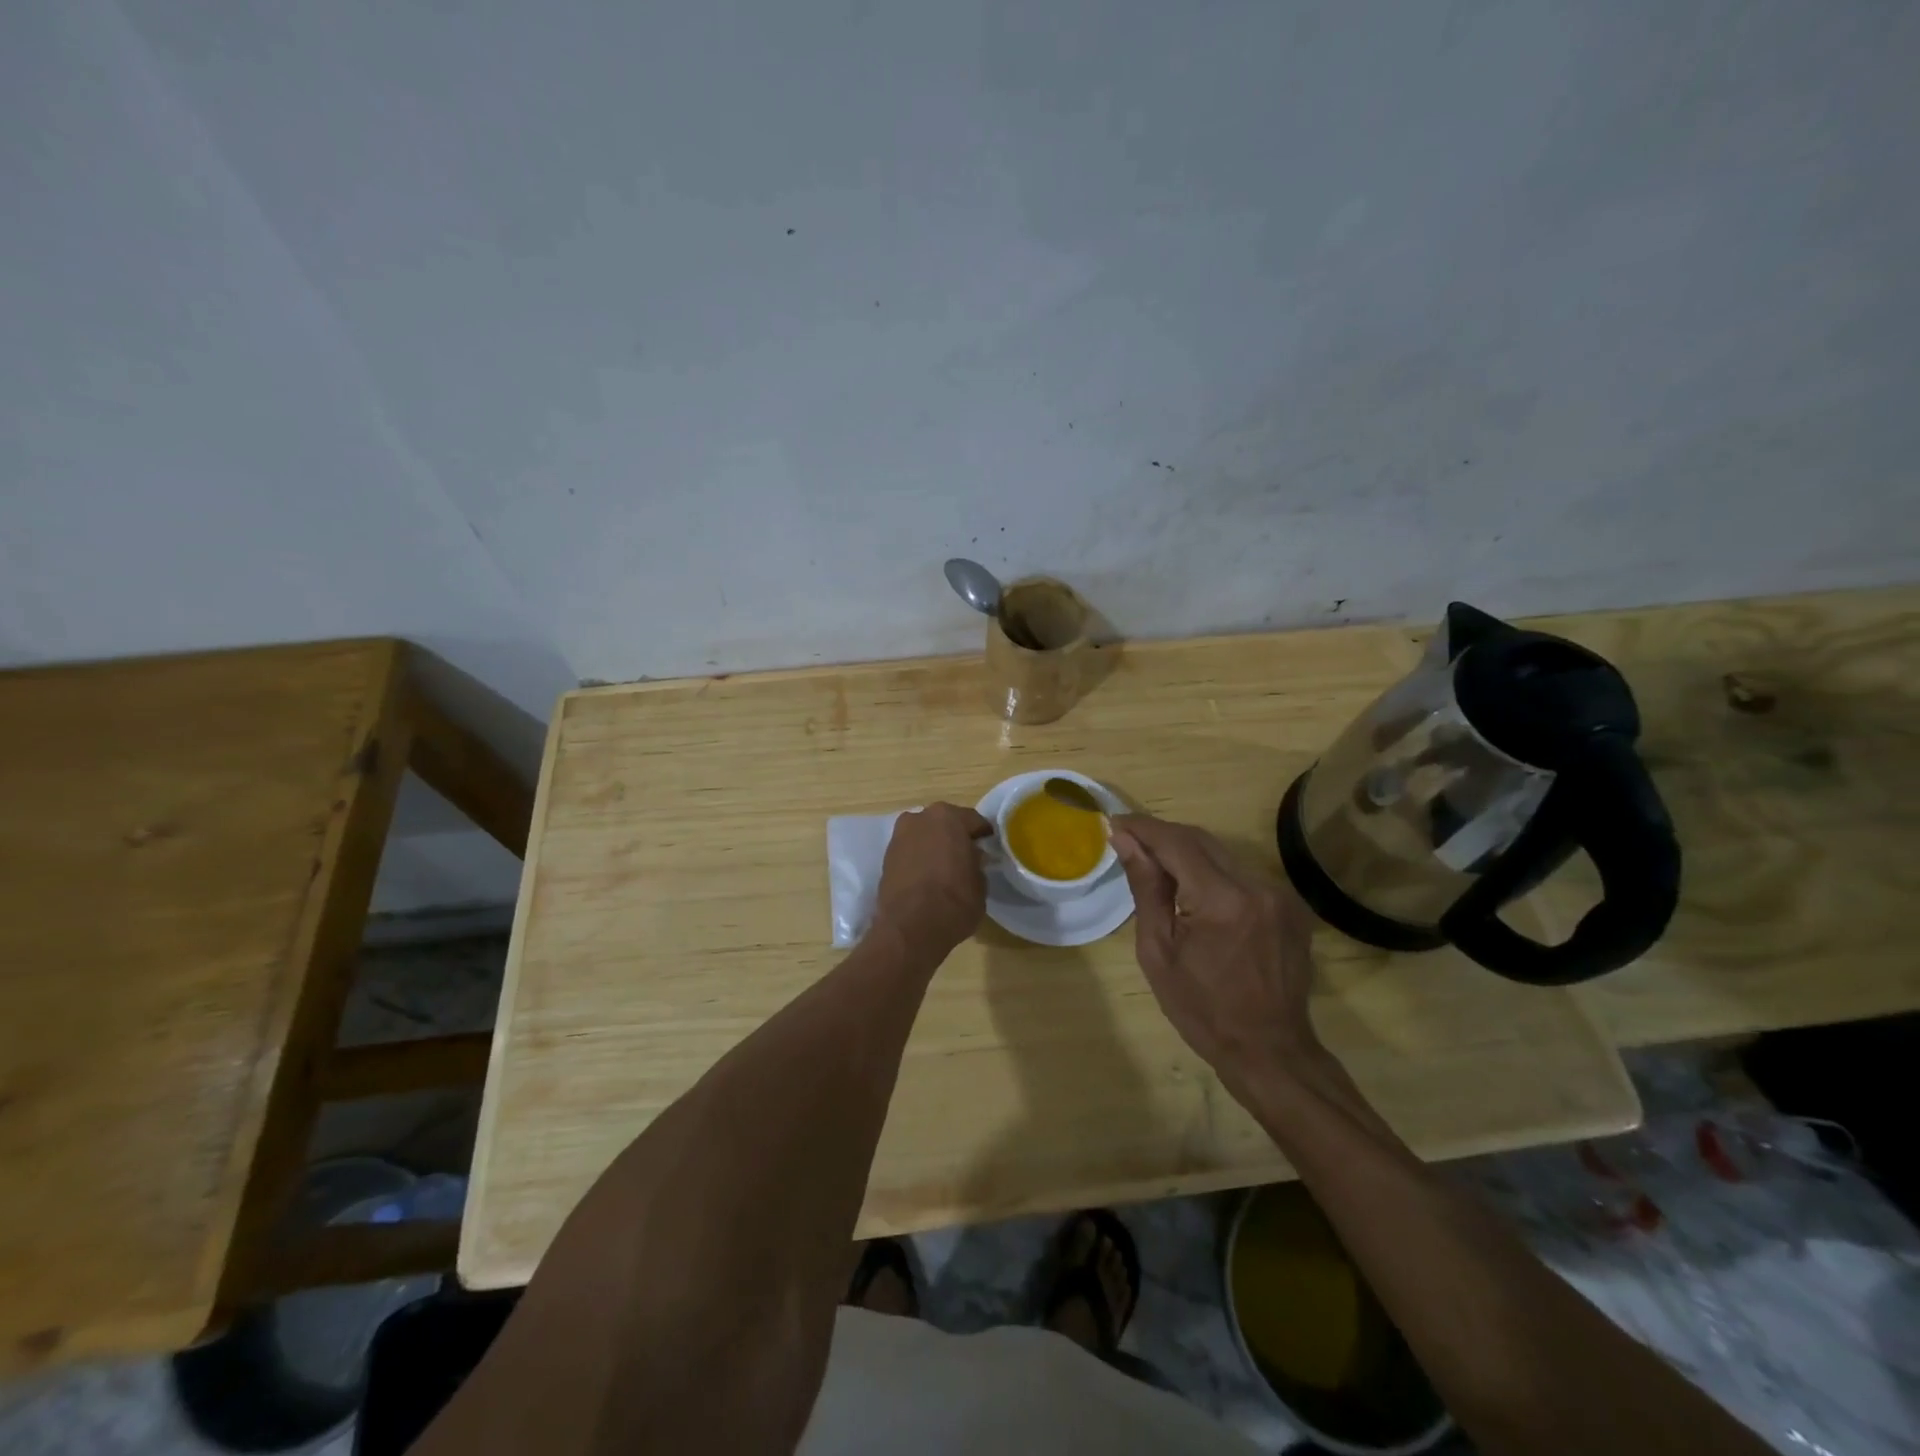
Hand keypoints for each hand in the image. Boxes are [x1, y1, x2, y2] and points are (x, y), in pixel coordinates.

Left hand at [872, 802, 992, 953]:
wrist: (909, 928)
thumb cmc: (954, 901)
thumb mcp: (980, 883)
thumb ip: (976, 863)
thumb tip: (972, 858)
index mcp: (948, 817)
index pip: (973, 820)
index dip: (983, 834)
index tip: (989, 846)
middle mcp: (920, 818)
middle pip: (944, 823)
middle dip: (955, 836)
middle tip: (967, 855)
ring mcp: (899, 836)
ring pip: (924, 835)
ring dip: (934, 845)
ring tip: (945, 867)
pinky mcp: (885, 856)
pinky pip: (910, 851)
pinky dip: (919, 858)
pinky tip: (927, 875)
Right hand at [1109, 814, 1320, 1092]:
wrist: (1270, 1051)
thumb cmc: (1203, 1010)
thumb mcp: (1159, 952)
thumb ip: (1145, 888)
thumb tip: (1124, 840)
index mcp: (1222, 900)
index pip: (1176, 842)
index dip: (1143, 827)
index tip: (1114, 822)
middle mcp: (1256, 886)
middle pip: (1201, 840)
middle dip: (1162, 835)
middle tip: (1128, 841)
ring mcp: (1279, 894)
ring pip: (1222, 853)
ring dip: (1186, 853)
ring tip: (1155, 867)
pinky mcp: (1290, 905)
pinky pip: (1241, 873)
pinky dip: (1212, 872)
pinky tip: (1193, 890)